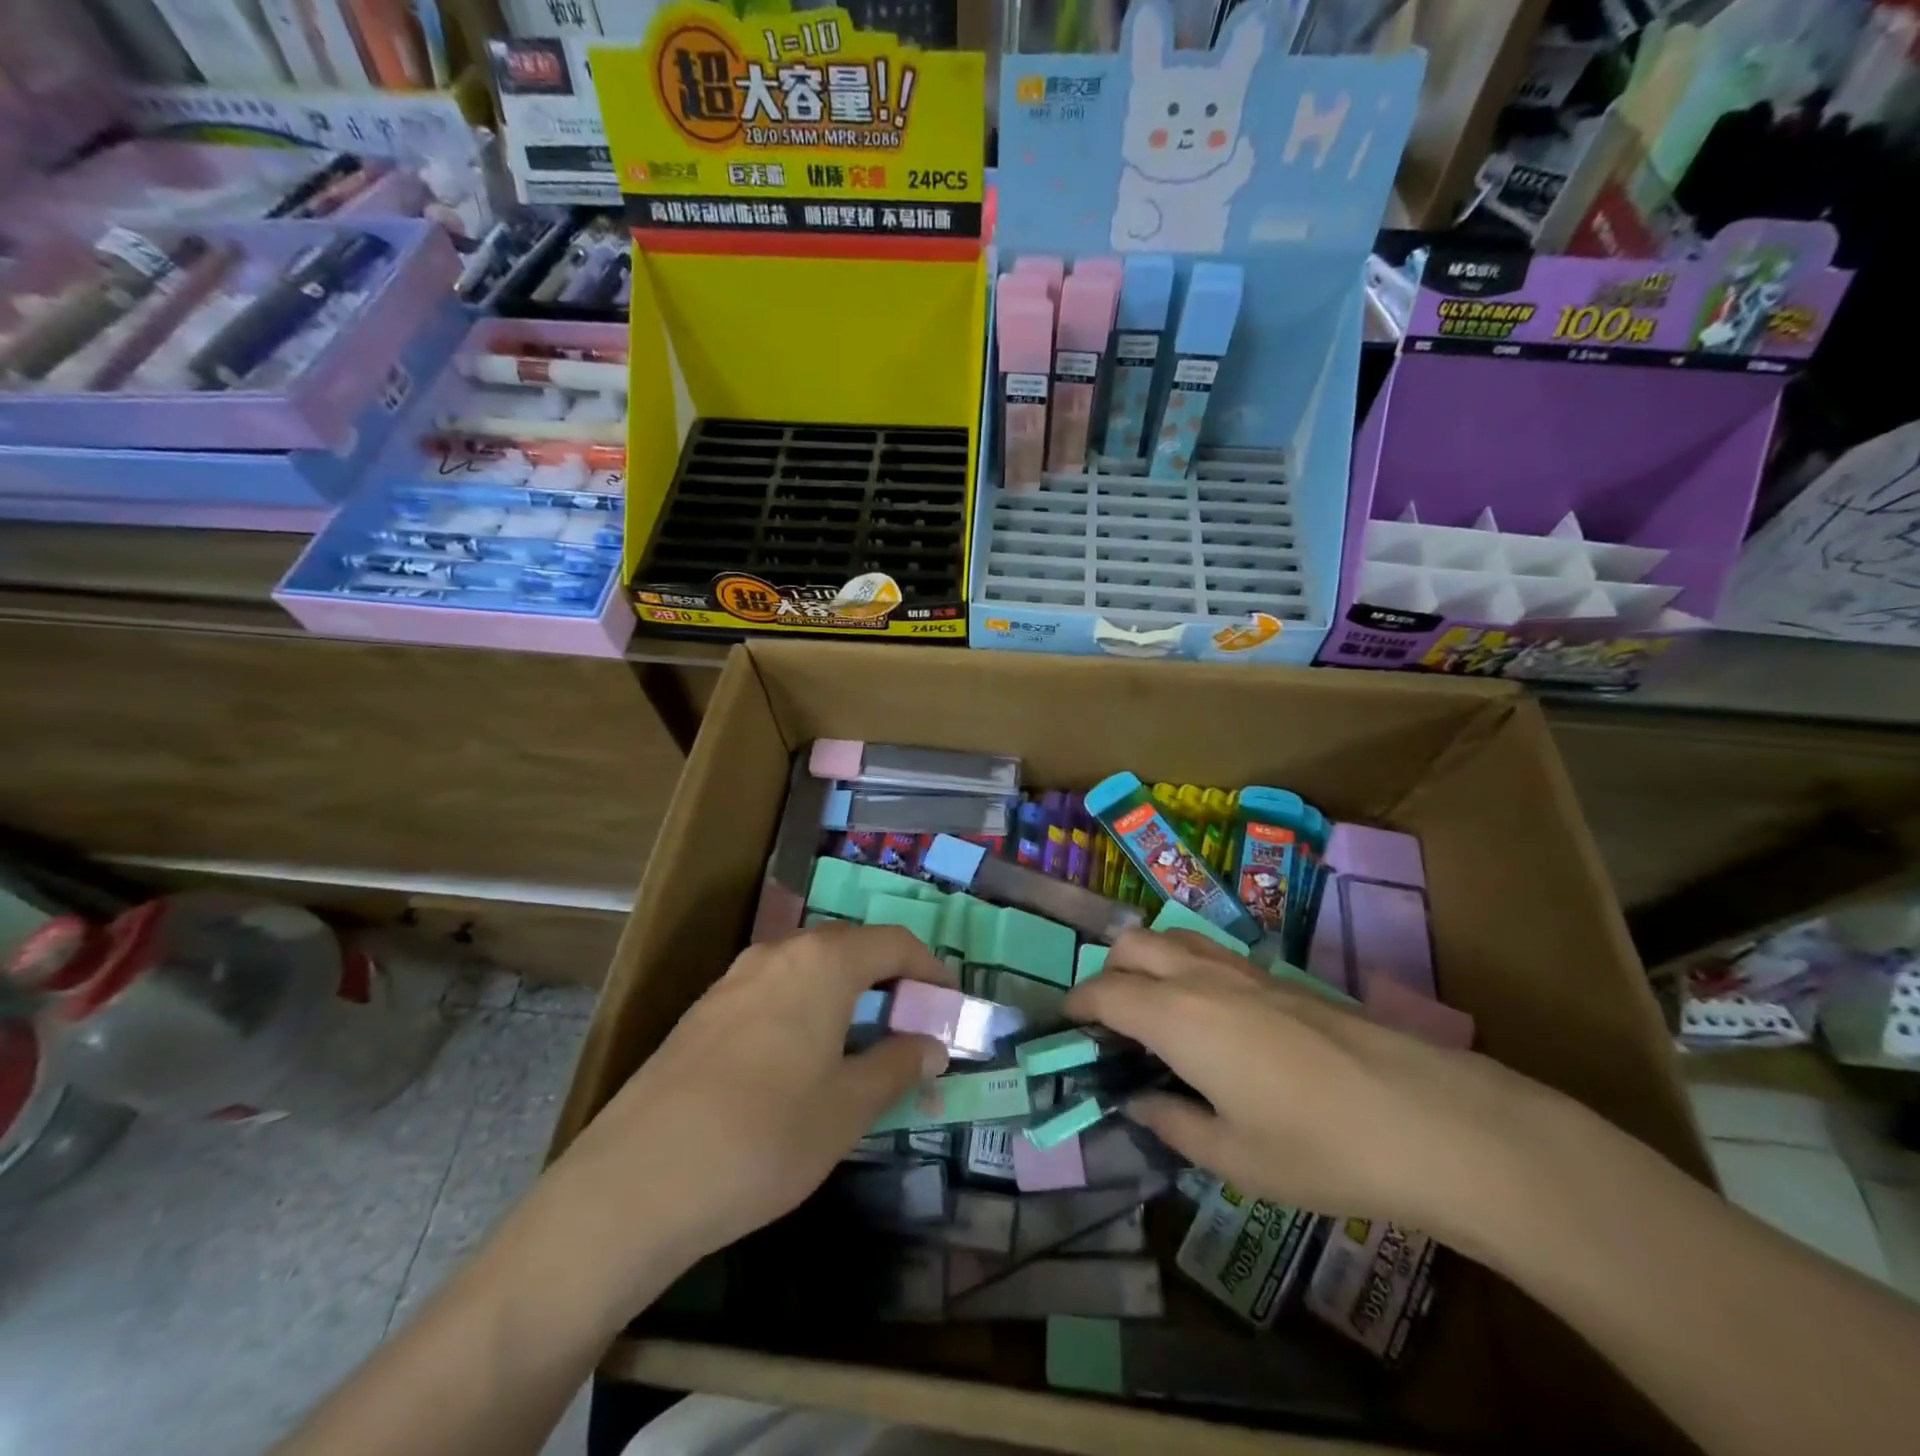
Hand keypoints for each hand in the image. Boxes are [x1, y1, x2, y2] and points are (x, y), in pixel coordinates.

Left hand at [534, 924, 951, 1315]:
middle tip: (912, 1026)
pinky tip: (802, 1059)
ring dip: (846, 994)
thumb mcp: (848, 1107)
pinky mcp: (704, 1012)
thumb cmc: (764, 1137)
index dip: (930, 970)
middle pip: (850, 948)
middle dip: (890, 979)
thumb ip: (897, 1065)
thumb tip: (931, 1043)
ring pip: (809, 969)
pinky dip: (806, 1008)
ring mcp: (734, 979)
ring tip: (864, 1042)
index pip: (894, 943)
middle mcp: (778, 954)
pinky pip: (774, 991)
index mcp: (823, 962)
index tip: (951, 1004)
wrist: (636, 1182)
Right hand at [1064, 929, 1550, 1248]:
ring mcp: (1244, 970)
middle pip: (1132, 945)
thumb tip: (1139, 1102)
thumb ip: (1173, 1123)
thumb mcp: (1233, 1157)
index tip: (1066, 1025)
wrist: (1429, 1119)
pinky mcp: (1279, 977)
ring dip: (1146, 962)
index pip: (1105, 992)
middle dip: (1107, 973)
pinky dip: (1184, 967)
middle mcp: (1201, 978)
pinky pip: (1209, 953)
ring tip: (1153, 1013)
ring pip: (1172, 939)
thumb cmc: (1319, 1148)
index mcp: (1177, 1017)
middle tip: (1109, 1022)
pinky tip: (1209, 1016)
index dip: (1077, 1004)